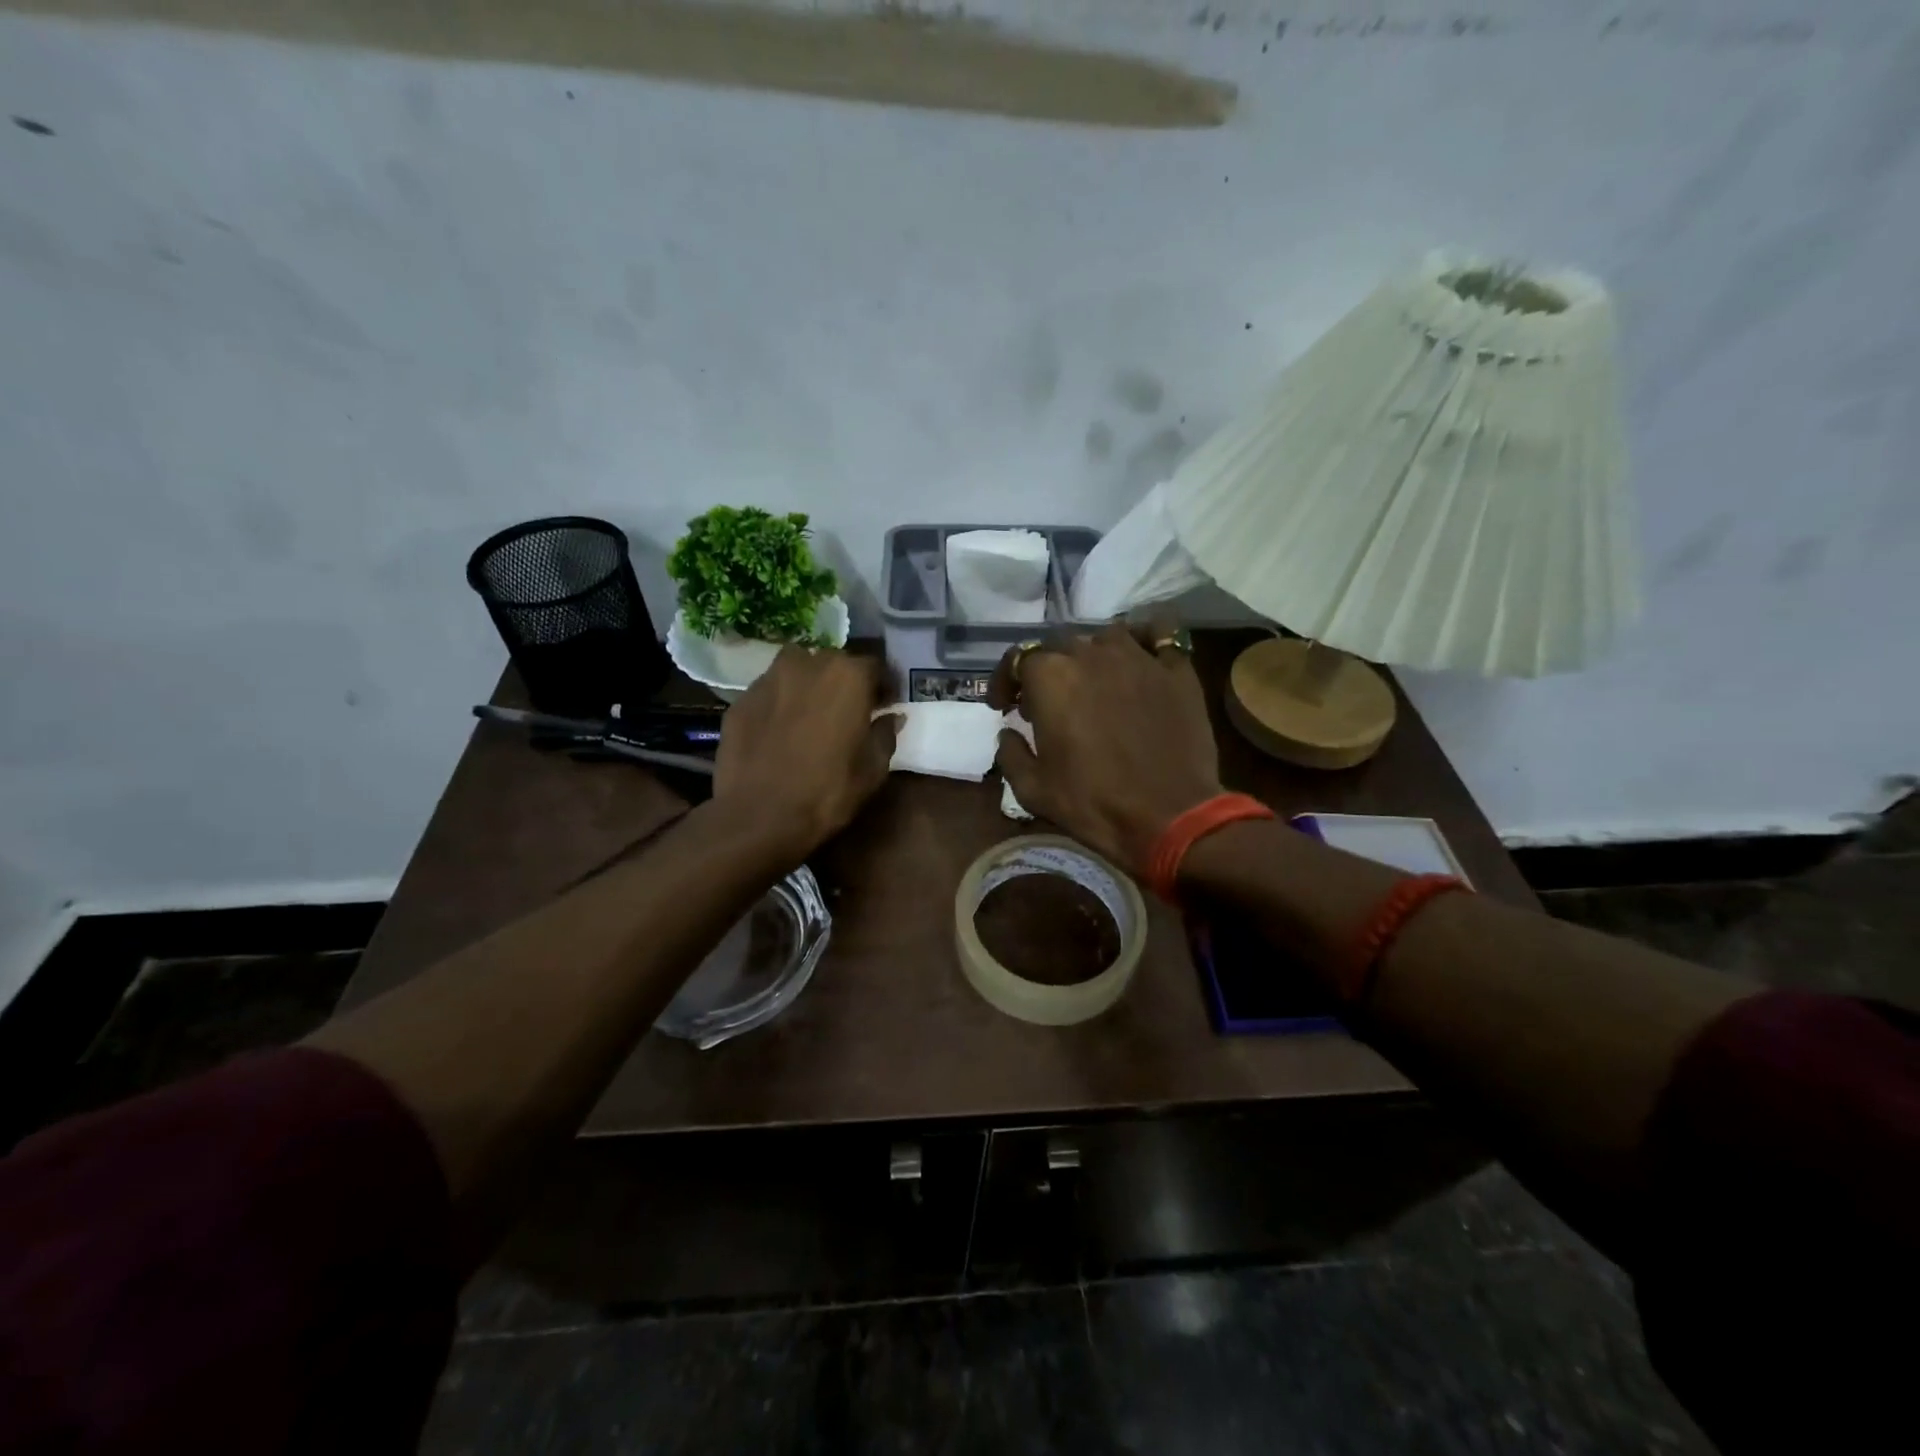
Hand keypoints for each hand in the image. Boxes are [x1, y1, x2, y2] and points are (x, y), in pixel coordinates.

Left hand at [713, 646, 899, 861]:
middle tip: (849, 710)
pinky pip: (770, 692)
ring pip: (796, 669)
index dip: (883, 686)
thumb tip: (891, 717)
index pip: (875, 666)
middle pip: (834, 663)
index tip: (885, 705)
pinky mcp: (741, 699)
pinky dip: (780, 703)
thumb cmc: (827, 791)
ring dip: (809, 684)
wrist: (758, 816)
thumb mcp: (873, 769)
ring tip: (812, 713)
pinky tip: (780, 730)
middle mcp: (808, 664)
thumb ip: (885, 734)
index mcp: (848, 676)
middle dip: (845, 682)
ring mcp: (768, 679)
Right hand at [990, 625, 1223, 877]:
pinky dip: (1145, 639)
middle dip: (1047, 671)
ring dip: (1092, 656)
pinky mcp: (1176, 670)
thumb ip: (1010, 753)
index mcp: (1050, 677)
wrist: (1170, 817)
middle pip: (1060, 646)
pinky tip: (1141, 657)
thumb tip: (1008, 733)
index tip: (1005, 707)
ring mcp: (1138, 657)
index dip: (1006, 682)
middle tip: (1048, 704)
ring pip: (1106, 637)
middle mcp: (1091, 654)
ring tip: (1094, 682)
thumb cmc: (1093, 803)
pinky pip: (1159, 634)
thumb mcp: (1032, 789)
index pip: (1017, 659)